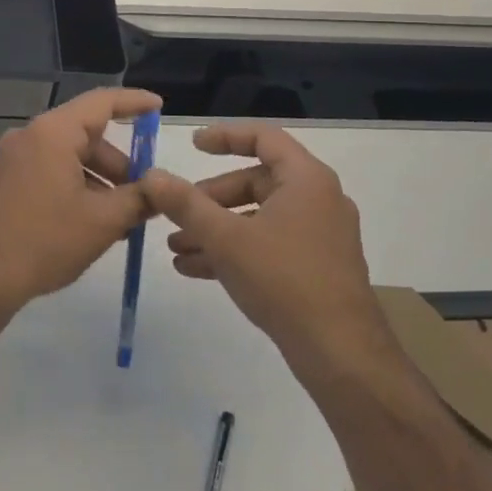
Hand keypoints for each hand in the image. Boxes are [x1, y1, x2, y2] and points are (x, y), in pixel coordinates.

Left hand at [0, 86, 161, 314]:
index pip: (101, 102)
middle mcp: (29, 135)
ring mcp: (13, 158)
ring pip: (69, 156)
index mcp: (52, 133)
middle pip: (86, 134)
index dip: (134, 102)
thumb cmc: (46, 241)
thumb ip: (140, 198)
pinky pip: (50, 170)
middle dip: (119, 162)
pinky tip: (93, 220)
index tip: (159, 107)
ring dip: (99, 180)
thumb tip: (161, 188)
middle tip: (145, 193)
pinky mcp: (6, 180)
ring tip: (123, 217)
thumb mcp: (103, 221)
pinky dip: (76, 186)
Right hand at [142, 124, 386, 361]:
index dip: (225, 136)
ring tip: (176, 248)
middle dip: (208, 199)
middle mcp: (318, 200)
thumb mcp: (225, 238)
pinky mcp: (315, 267)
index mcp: (306, 180)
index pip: (263, 138)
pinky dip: (234, 249)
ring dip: (214, 229)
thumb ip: (185, 203)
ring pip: (257, 218)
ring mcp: (319, 236)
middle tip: (176, 215)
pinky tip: (195, 269)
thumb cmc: (284, 280)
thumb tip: (151, 175)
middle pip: (254, 182)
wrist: (340, 353)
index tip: (191, 145)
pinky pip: (267, 244)